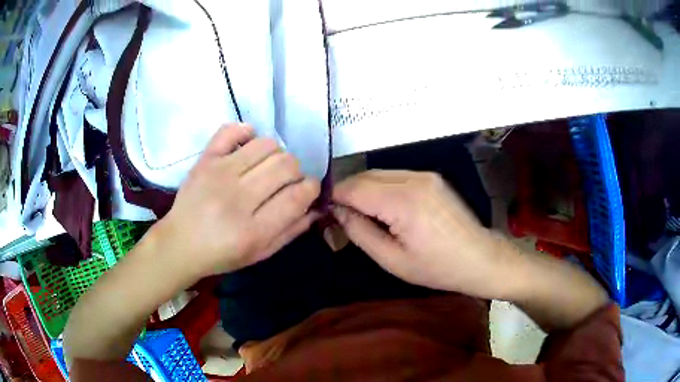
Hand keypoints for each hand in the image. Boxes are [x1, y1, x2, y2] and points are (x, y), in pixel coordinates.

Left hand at [152, 124, 320, 278]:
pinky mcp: (205, 159)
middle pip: (286, 165)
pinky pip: (232, 130)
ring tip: (266, 166)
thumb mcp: (261, 253)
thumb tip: (317, 205)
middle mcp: (238, 198)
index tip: (308, 189)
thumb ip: (292, 230)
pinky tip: (248, 145)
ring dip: (276, 153)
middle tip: (285, 181)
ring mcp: (219, 174)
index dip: (311, 187)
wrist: (180, 244)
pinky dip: (246, 132)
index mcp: (254, 230)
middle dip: (296, 170)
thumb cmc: (222, 254)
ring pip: (266, 145)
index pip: (297, 195)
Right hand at [332, 170, 515, 298]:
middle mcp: (414, 179)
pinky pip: (395, 177)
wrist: (480, 258)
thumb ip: (360, 232)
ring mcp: (424, 175)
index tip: (323, 211)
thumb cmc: (437, 267)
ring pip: (379, 174)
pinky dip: (381, 188)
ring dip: (363, 189)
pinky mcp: (431, 177)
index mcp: (403, 202)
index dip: (334, 197)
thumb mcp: (392, 260)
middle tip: (338, 215)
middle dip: (347, 192)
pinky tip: (382, 208)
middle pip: (365, 176)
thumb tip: (336, 212)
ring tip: (359, 213)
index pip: (354, 187)